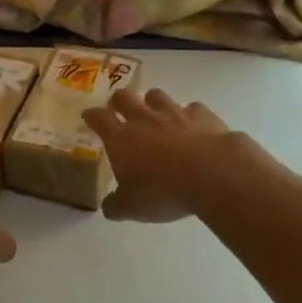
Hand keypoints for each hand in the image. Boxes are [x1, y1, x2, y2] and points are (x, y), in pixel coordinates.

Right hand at [83, 88, 235, 223]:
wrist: (213, 175)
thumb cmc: (163, 191)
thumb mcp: (132, 207)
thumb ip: (116, 205)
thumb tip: (109, 207)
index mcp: (120, 138)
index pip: (99, 118)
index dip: (91, 116)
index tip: (88, 116)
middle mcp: (144, 119)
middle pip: (124, 97)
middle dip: (118, 101)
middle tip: (119, 109)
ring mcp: (174, 113)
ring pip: (157, 95)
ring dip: (152, 102)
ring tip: (155, 113)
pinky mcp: (203, 116)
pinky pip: (192, 107)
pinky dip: (189, 114)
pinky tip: (192, 125)